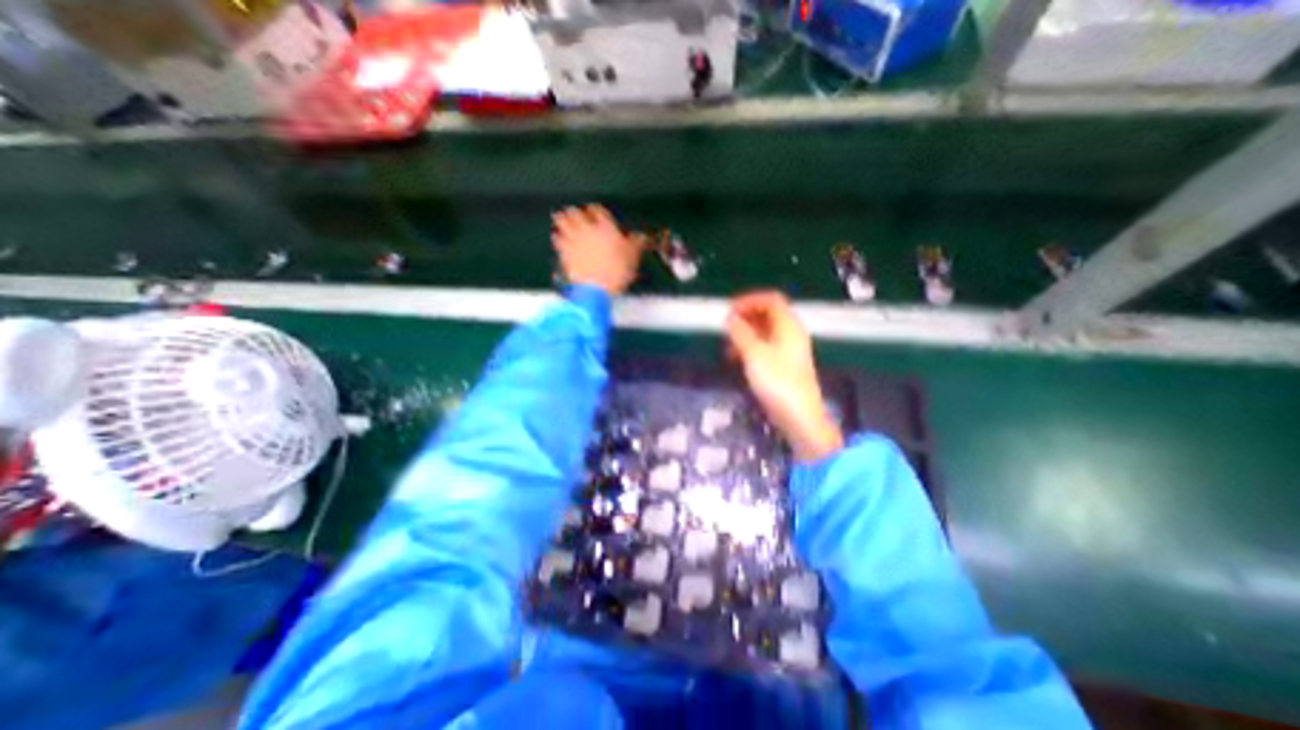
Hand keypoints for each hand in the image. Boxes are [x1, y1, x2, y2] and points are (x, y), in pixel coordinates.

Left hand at [554, 204, 643, 293]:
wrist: (596, 289)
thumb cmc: (617, 271)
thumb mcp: (633, 257)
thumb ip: (636, 244)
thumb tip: (641, 237)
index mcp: (605, 227)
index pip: (598, 210)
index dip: (595, 209)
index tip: (594, 210)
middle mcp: (587, 229)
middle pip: (576, 213)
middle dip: (575, 211)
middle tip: (574, 211)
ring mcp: (574, 240)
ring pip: (563, 223)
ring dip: (562, 219)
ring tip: (561, 217)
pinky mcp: (565, 253)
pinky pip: (558, 240)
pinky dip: (557, 237)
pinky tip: (556, 236)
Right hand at [721, 292, 843, 462]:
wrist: (799, 416)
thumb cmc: (777, 381)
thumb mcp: (754, 354)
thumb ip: (740, 333)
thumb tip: (730, 318)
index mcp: (788, 325)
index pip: (770, 300)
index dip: (749, 300)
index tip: (729, 310)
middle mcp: (791, 334)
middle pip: (768, 315)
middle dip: (745, 318)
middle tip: (726, 327)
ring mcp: (788, 350)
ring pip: (765, 332)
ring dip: (745, 334)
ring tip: (727, 346)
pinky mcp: (784, 366)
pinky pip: (765, 348)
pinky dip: (750, 348)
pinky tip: (737, 360)